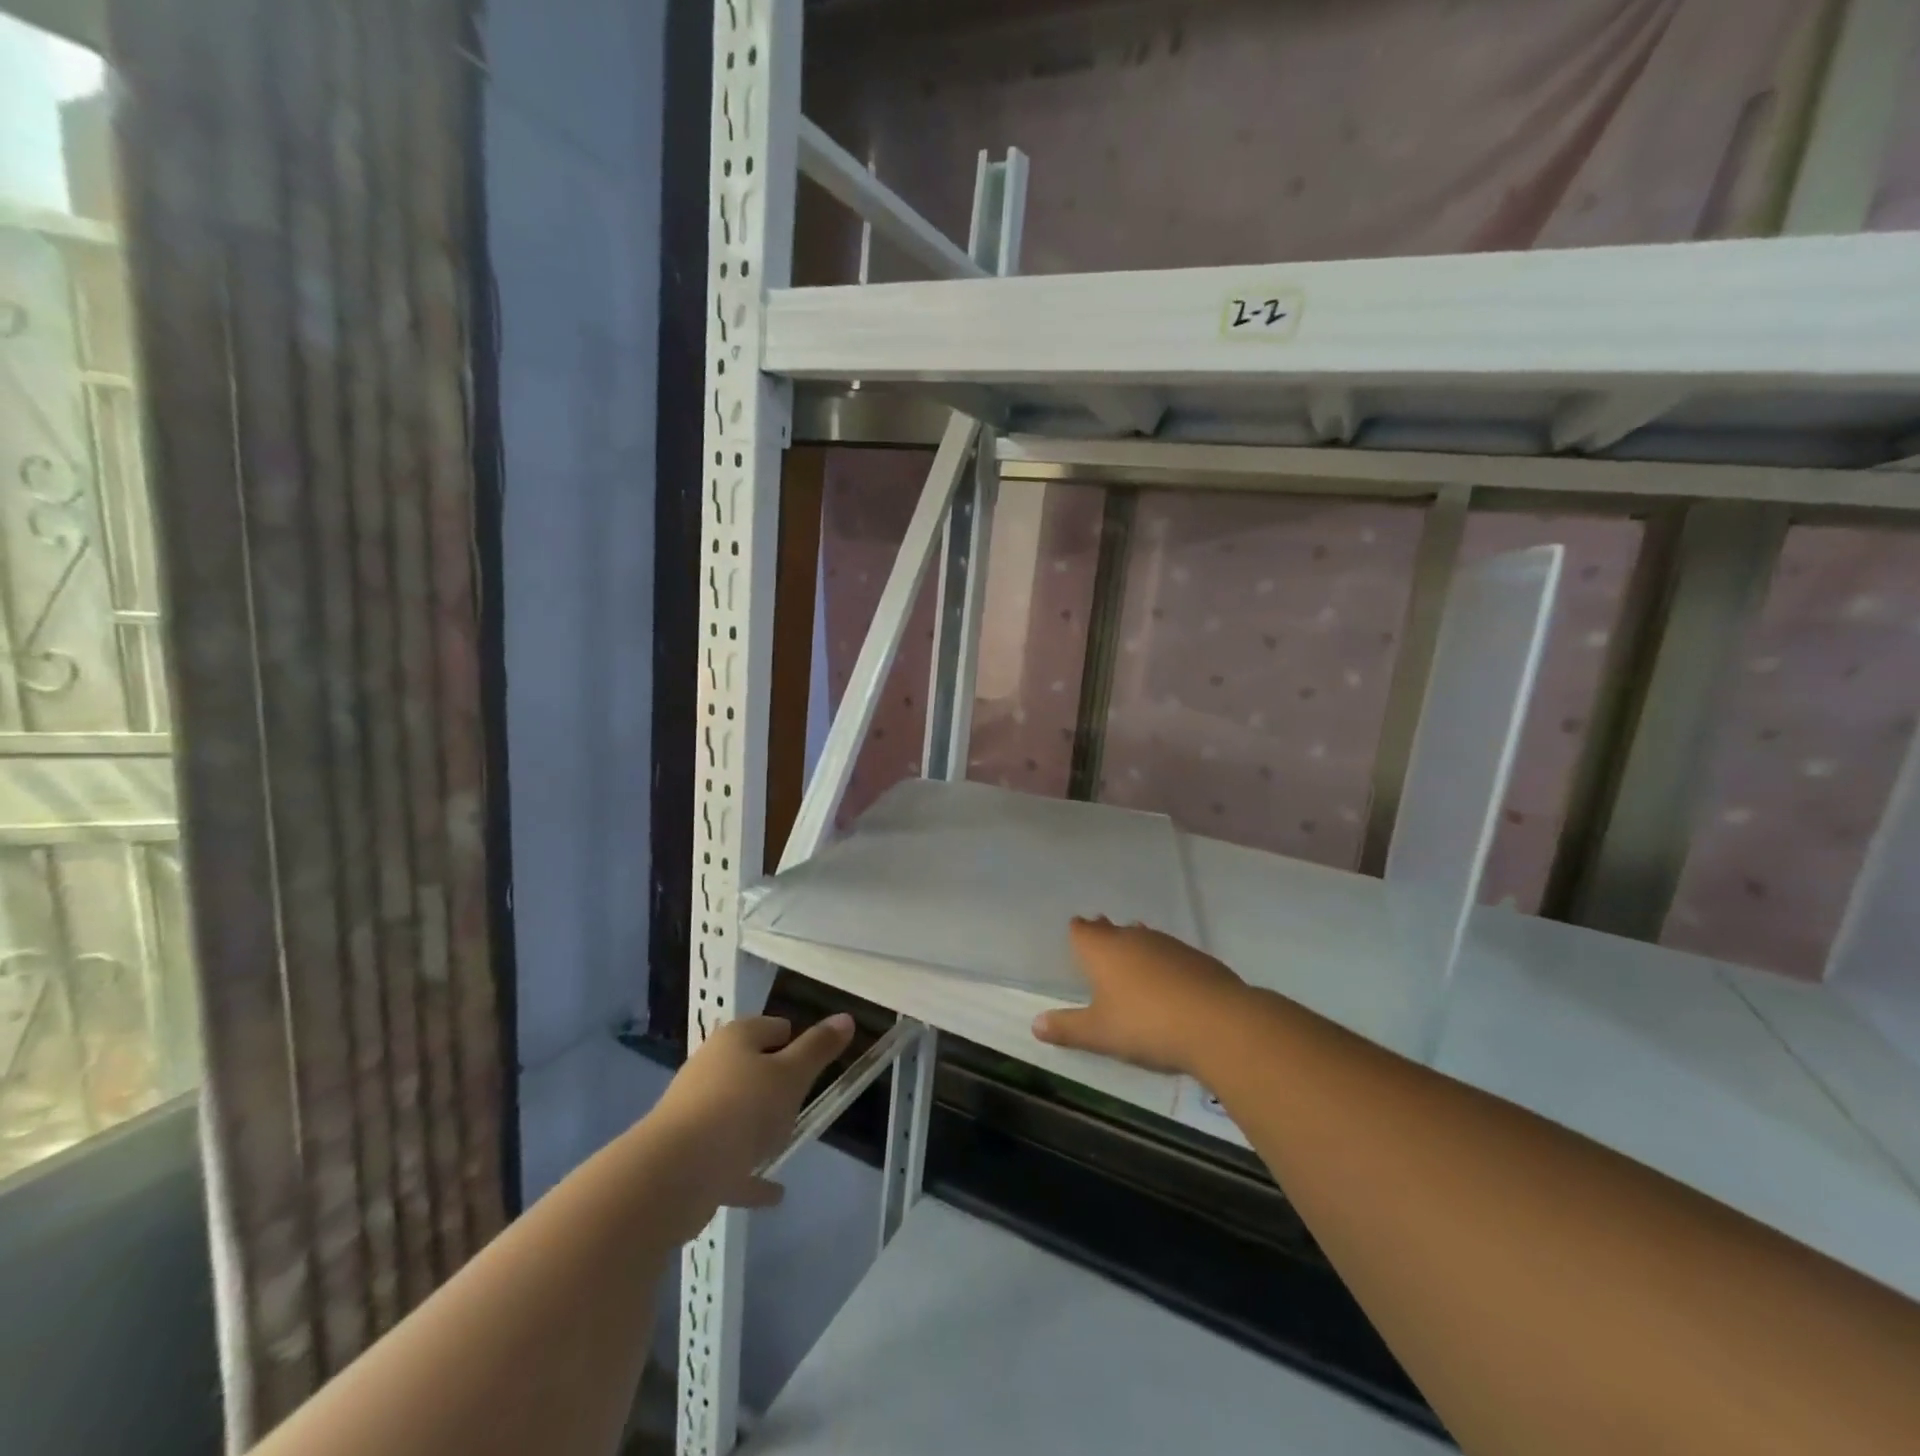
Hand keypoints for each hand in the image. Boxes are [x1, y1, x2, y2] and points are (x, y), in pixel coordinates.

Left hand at [649, 1013, 854, 1234]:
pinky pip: (727, 1159)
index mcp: (736, 1040)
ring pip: (736, 1111)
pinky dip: (748, 1172)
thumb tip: (845, 1017)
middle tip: (803, 1101)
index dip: (797, 1041)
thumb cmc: (741, 1110)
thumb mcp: (791, 1075)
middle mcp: (711, 1067)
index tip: (816, 1063)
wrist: (672, 1175)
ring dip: (758, 1125)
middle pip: (752, 1067)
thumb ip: (818, 1049)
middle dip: (777, 1083)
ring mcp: (695, 1111)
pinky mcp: (687, 1154)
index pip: (774, 1027)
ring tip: (786, 1140)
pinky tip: (773, 1193)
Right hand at [1032, 917, 1247, 1075]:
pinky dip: (1163, 963)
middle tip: (1099, 947)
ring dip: (1135, 948)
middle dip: (1104, 936)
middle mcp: (1132, 937)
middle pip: (1112, 930)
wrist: (1217, 1023)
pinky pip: (1170, 953)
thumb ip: (1067, 1028)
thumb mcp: (1100, 1034)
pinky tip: (1168, 982)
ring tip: (1131, 961)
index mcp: (1102, 949)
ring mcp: (1167, 944)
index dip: (1077, 933)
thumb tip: (1035, 1024)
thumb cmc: (1145, 1024)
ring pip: (1143, 938)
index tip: (1075, 935)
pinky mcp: (1196, 958)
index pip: (1081, 930)